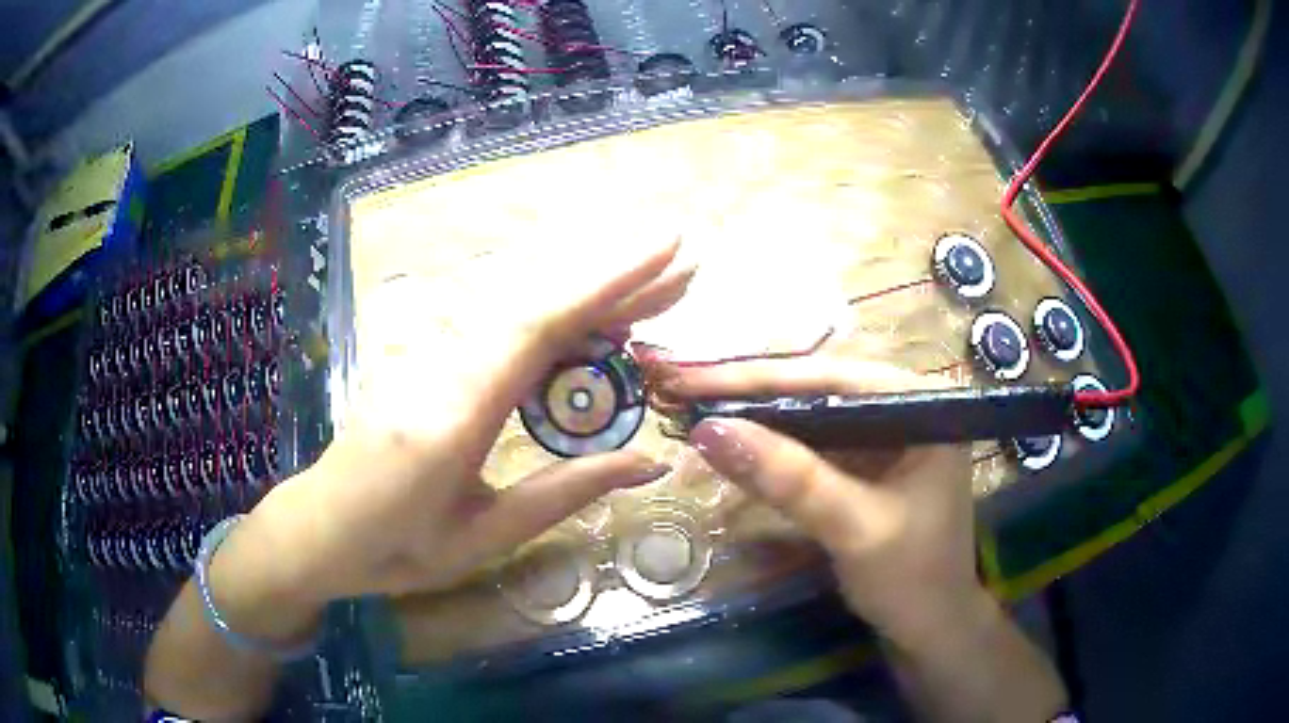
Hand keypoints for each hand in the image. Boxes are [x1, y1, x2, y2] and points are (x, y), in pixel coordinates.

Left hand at [247, 237, 693, 604]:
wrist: (321, 526)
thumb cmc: (398, 546)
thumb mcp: (485, 537)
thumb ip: (566, 493)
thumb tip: (648, 461)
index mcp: (453, 413)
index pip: (539, 326)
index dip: (606, 284)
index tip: (664, 252)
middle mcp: (438, 363)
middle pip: (534, 300)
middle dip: (611, 278)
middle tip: (678, 268)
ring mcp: (423, 350)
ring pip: (515, 299)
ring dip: (584, 289)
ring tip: (647, 296)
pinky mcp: (420, 352)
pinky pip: (493, 316)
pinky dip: (548, 309)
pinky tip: (581, 317)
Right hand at [637, 354, 987, 649]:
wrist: (932, 630)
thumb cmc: (913, 579)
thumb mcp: (854, 527)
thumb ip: (790, 479)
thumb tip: (709, 431)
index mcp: (921, 407)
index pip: (833, 376)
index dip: (760, 377)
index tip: (695, 380)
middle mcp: (903, 409)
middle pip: (818, 388)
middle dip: (751, 393)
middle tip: (683, 390)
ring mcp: (884, 437)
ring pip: (810, 415)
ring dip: (756, 419)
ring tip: (695, 412)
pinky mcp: (866, 465)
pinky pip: (812, 446)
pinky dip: (772, 450)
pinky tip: (734, 449)